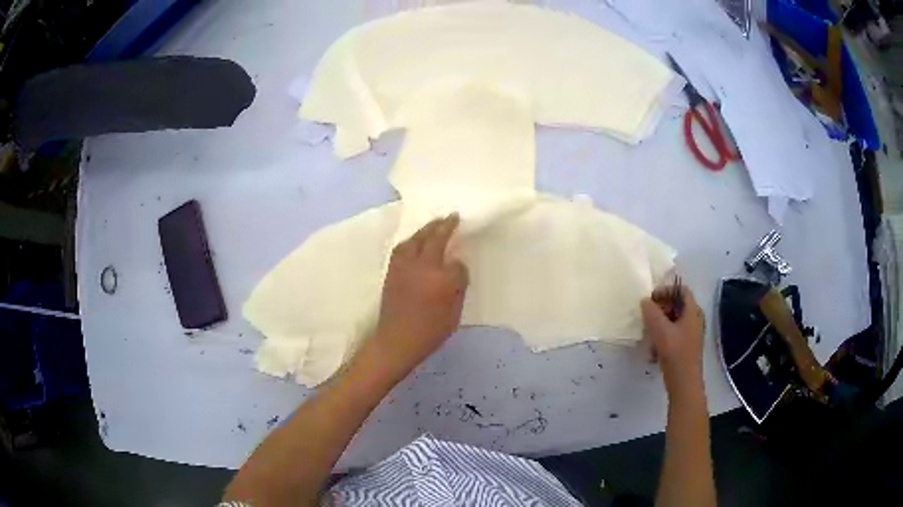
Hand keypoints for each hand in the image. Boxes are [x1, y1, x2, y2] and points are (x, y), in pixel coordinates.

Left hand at [362, 214, 468, 379]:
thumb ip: (457, 285)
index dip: (459, 258)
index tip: (461, 250)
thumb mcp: (454, 312)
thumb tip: (455, 266)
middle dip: (442, 226)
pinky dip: (411, 240)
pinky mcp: (391, 271)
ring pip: (414, 239)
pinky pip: (402, 248)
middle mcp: (420, 266)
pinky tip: (415, 242)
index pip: (454, 259)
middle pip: (432, 239)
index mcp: (440, 278)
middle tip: (451, 217)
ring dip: (425, 229)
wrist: (397, 340)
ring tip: (433, 225)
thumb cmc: (430, 331)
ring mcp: (403, 267)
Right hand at [641, 285, 705, 396]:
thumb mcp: (660, 330)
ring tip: (648, 332)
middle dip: (661, 307)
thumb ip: (651, 312)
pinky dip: (663, 335)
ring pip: (675, 320)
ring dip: (660, 322)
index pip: (681, 290)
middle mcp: (695, 319)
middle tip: (647, 315)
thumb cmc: (675, 352)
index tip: (651, 299)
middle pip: (678, 304)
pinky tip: (653, 349)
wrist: (684, 382)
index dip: (666, 290)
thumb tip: (645, 301)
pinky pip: (674, 333)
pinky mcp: (687, 346)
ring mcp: (692, 333)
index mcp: (693, 311)